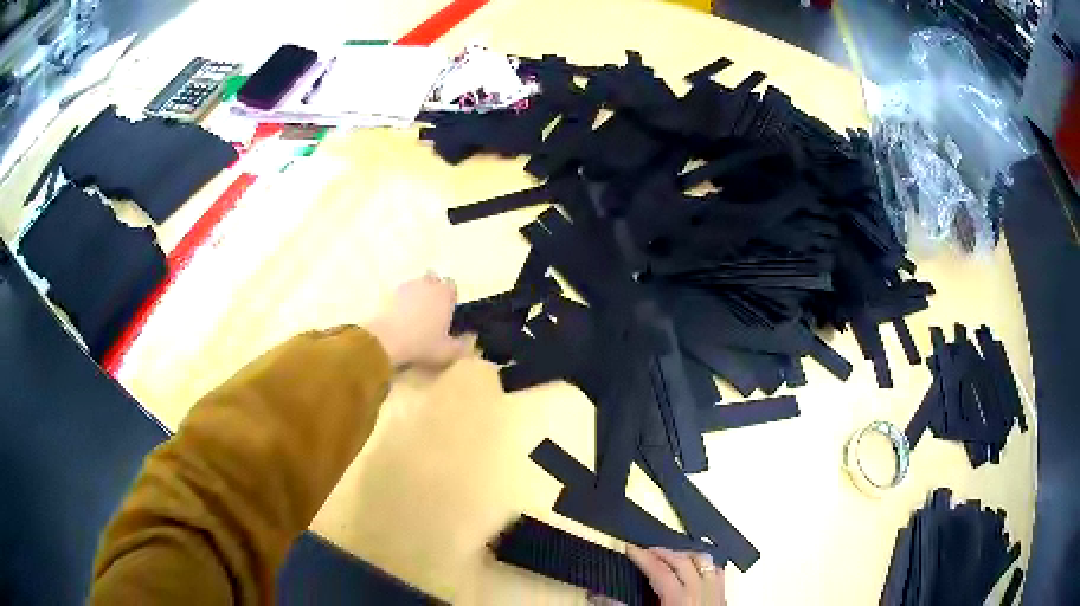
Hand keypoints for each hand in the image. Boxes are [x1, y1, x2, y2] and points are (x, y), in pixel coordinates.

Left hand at [366, 273, 473, 367]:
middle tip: (432, 309)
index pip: (452, 286)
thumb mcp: (448, 351)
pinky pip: (401, 292)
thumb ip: (463, 344)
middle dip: (433, 290)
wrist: (388, 339)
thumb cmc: (423, 343)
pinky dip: (403, 300)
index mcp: (445, 294)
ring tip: (416, 313)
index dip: (450, 296)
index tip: (448, 310)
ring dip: (418, 293)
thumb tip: (472, 337)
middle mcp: (428, 284)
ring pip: (417, 284)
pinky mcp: (391, 292)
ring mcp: (408, 286)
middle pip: (433, 279)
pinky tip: (402, 315)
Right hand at [624, 546, 725, 605]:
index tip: (629, 548)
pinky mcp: (723, 599)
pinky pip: (717, 573)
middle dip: (663, 552)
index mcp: (679, 599)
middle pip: (683, 561)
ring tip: (670, 557)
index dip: (643, 557)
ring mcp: (715, 593)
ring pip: (705, 562)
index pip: (659, 570)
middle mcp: (700, 591)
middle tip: (645, 552)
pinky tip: (695, 570)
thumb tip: (597, 596)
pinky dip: (704, 566)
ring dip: (686, 555)